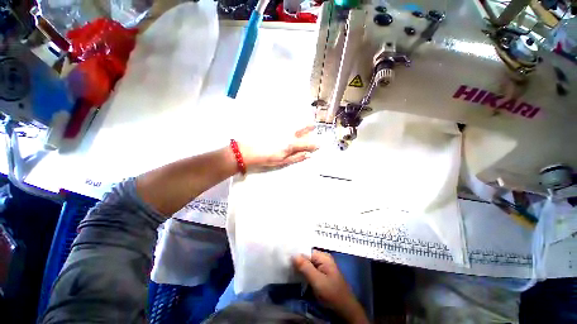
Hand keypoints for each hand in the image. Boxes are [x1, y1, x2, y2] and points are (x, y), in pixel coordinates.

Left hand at [238, 126, 317, 171]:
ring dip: (302, 122)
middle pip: (306, 126)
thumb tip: (309, 155)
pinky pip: (288, 118)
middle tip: (312, 129)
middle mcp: (289, 132)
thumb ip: (297, 157)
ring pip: (298, 120)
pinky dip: (292, 120)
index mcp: (292, 144)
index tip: (317, 145)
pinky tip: (289, 125)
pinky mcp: (276, 122)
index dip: (315, 144)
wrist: (247, 150)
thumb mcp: (282, 161)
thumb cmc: (265, 158)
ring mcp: (283, 126)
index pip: (309, 143)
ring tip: (302, 125)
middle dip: (311, 127)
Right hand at [292, 250, 369, 323]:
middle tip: (285, 264)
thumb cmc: (332, 293)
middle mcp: (323, 259)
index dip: (296, 254)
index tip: (285, 258)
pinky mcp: (321, 274)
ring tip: (288, 269)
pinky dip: (303, 272)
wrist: (345, 309)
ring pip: (307, 264)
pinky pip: (310, 270)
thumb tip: (293, 255)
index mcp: (323, 256)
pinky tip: (296, 275)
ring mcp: (322, 267)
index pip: (306, 251)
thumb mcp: (317, 281)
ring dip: (299, 267)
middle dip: (297, 261)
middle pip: (306, 256)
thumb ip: (305, 267)